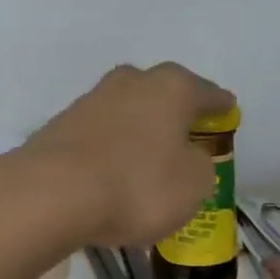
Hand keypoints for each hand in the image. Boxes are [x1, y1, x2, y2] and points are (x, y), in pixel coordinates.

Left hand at [14, 63, 234, 245]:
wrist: (51, 195)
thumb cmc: (137, 186)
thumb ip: (199, 167)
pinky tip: (110, 178)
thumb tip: (185, 158)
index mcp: (171, 87)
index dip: (220, 108)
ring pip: (125, 115)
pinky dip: (108, 154)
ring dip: (136, 135)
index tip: (227, 114)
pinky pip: (98, 141)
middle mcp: (130, 83)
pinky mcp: (58, 130)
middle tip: (183, 139)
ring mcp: (89, 102)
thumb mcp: (193, 185)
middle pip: (161, 95)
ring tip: (144, 164)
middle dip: (172, 115)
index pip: (208, 93)